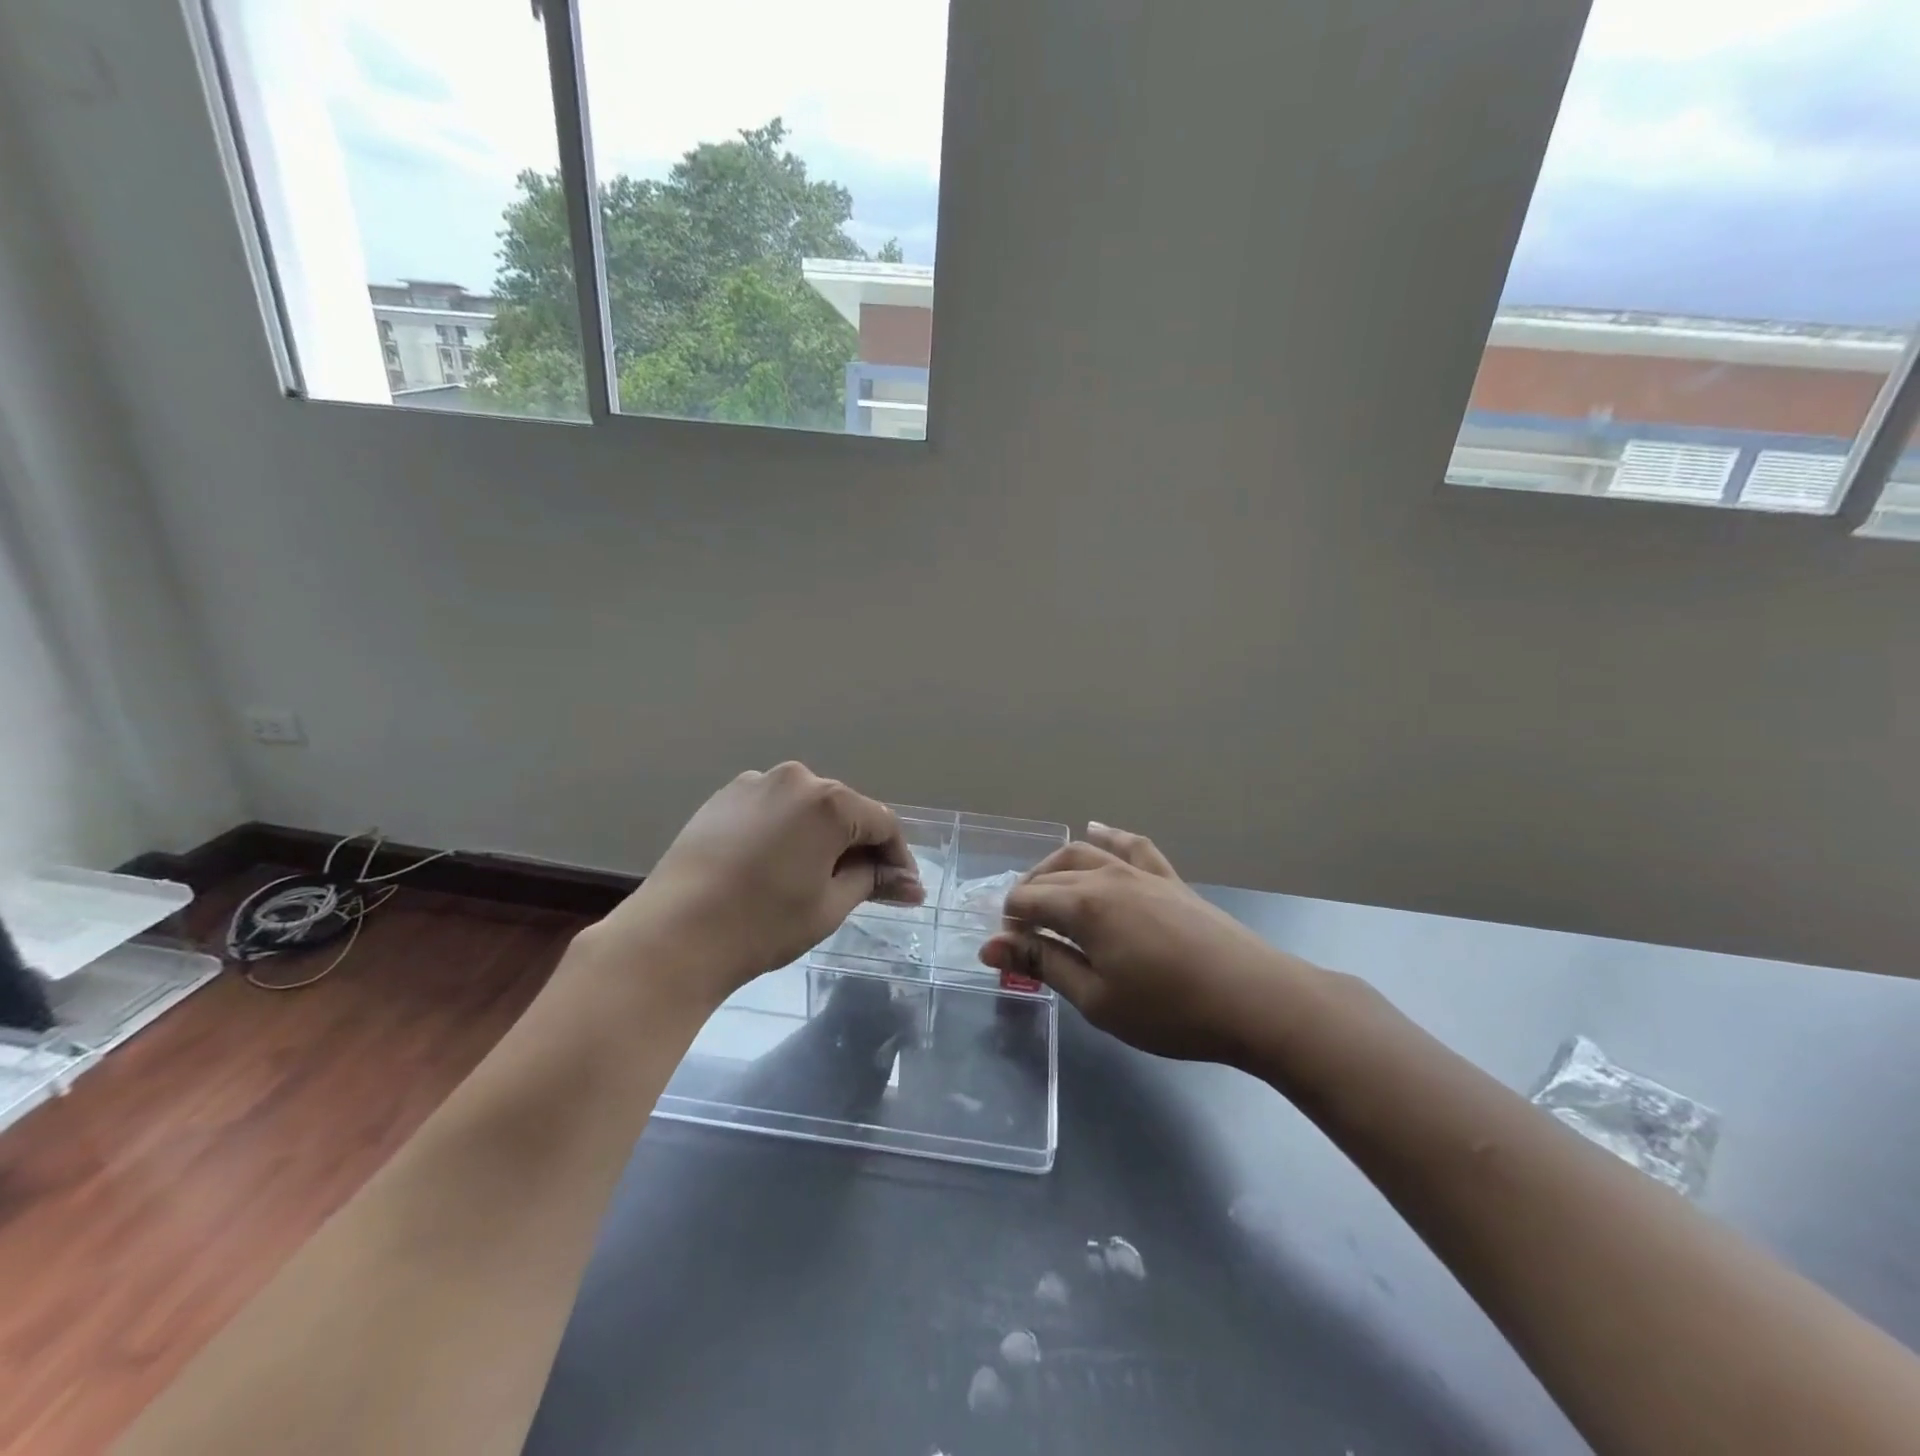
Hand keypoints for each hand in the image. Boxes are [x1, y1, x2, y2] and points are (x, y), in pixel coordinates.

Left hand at [587, 763, 922, 1001]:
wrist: (673, 934)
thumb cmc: (763, 924)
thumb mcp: (830, 905)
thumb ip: (873, 881)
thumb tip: (909, 883)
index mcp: (829, 801)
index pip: (883, 824)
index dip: (898, 858)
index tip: (904, 891)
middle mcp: (795, 778)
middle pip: (845, 810)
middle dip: (860, 846)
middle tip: (867, 887)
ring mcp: (754, 783)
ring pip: (807, 808)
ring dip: (822, 837)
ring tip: (819, 877)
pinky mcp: (723, 797)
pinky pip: (772, 809)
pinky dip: (786, 831)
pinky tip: (777, 865)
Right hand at [979, 823, 1319, 1066]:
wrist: (1255, 999)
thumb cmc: (1169, 1010)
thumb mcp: (1096, 998)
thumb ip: (1043, 963)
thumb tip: (991, 946)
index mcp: (1084, 905)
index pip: (1027, 900)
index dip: (1010, 924)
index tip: (1008, 953)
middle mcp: (1107, 876)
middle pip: (1051, 875)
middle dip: (1028, 897)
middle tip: (1020, 932)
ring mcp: (1142, 873)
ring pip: (1084, 853)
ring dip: (1055, 868)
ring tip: (1044, 889)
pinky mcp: (1169, 879)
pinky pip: (1133, 845)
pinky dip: (1110, 836)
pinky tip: (1096, 830)